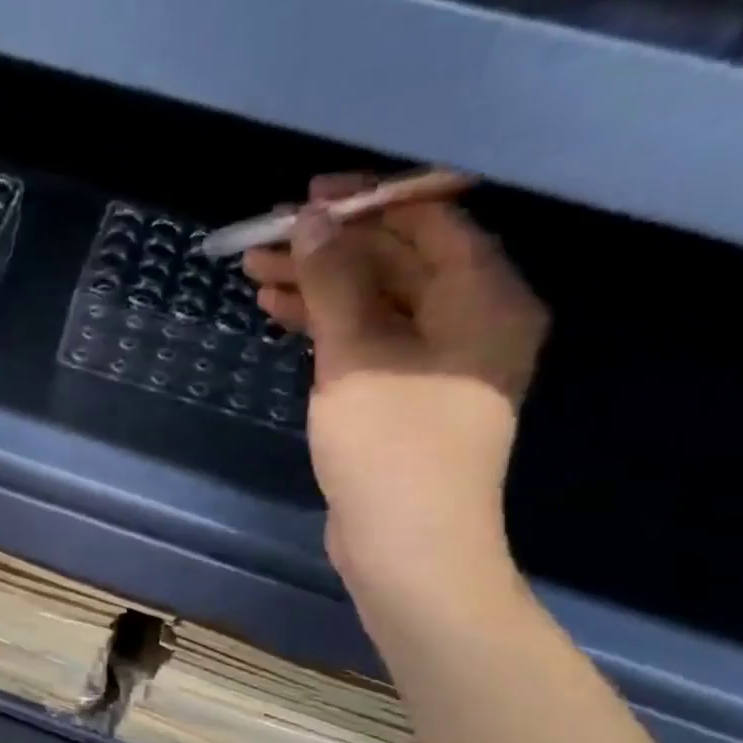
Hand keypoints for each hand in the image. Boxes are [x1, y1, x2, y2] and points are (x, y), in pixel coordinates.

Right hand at [242, 175, 546, 605]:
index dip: (368, 202)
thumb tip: (312, 219)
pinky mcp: (406, 393)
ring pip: (376, 302)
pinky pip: (368, 339)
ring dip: (320, 287)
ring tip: (257, 276)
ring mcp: (438, 361)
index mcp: (485, 297)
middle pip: (398, 261)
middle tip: (266, 240)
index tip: (306, 196)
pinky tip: (281, 316)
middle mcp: (472, 319)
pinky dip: (327, 326)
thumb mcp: (358, 354)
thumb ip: (335, 281)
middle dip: (331, 248)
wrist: (406, 545)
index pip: (431, 221)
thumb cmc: (392, 445)